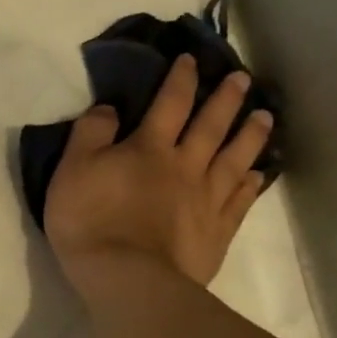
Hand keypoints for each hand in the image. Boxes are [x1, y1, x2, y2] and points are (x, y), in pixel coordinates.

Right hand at [43, 54, 273, 293]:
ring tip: (265, 116)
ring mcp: (206, 199)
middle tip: (243, 78)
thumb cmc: (90, 220)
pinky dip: (251, 183)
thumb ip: (90, 134)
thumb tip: (111, 107)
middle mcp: (185, 165)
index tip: (190, 60)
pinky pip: (239, 200)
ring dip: (250, 135)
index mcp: (149, 148)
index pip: (169, 104)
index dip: (180, 79)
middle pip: (211, 126)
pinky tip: (259, 174)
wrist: (126, 277)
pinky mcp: (217, 231)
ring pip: (235, 158)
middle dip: (225, 99)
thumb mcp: (72, 170)